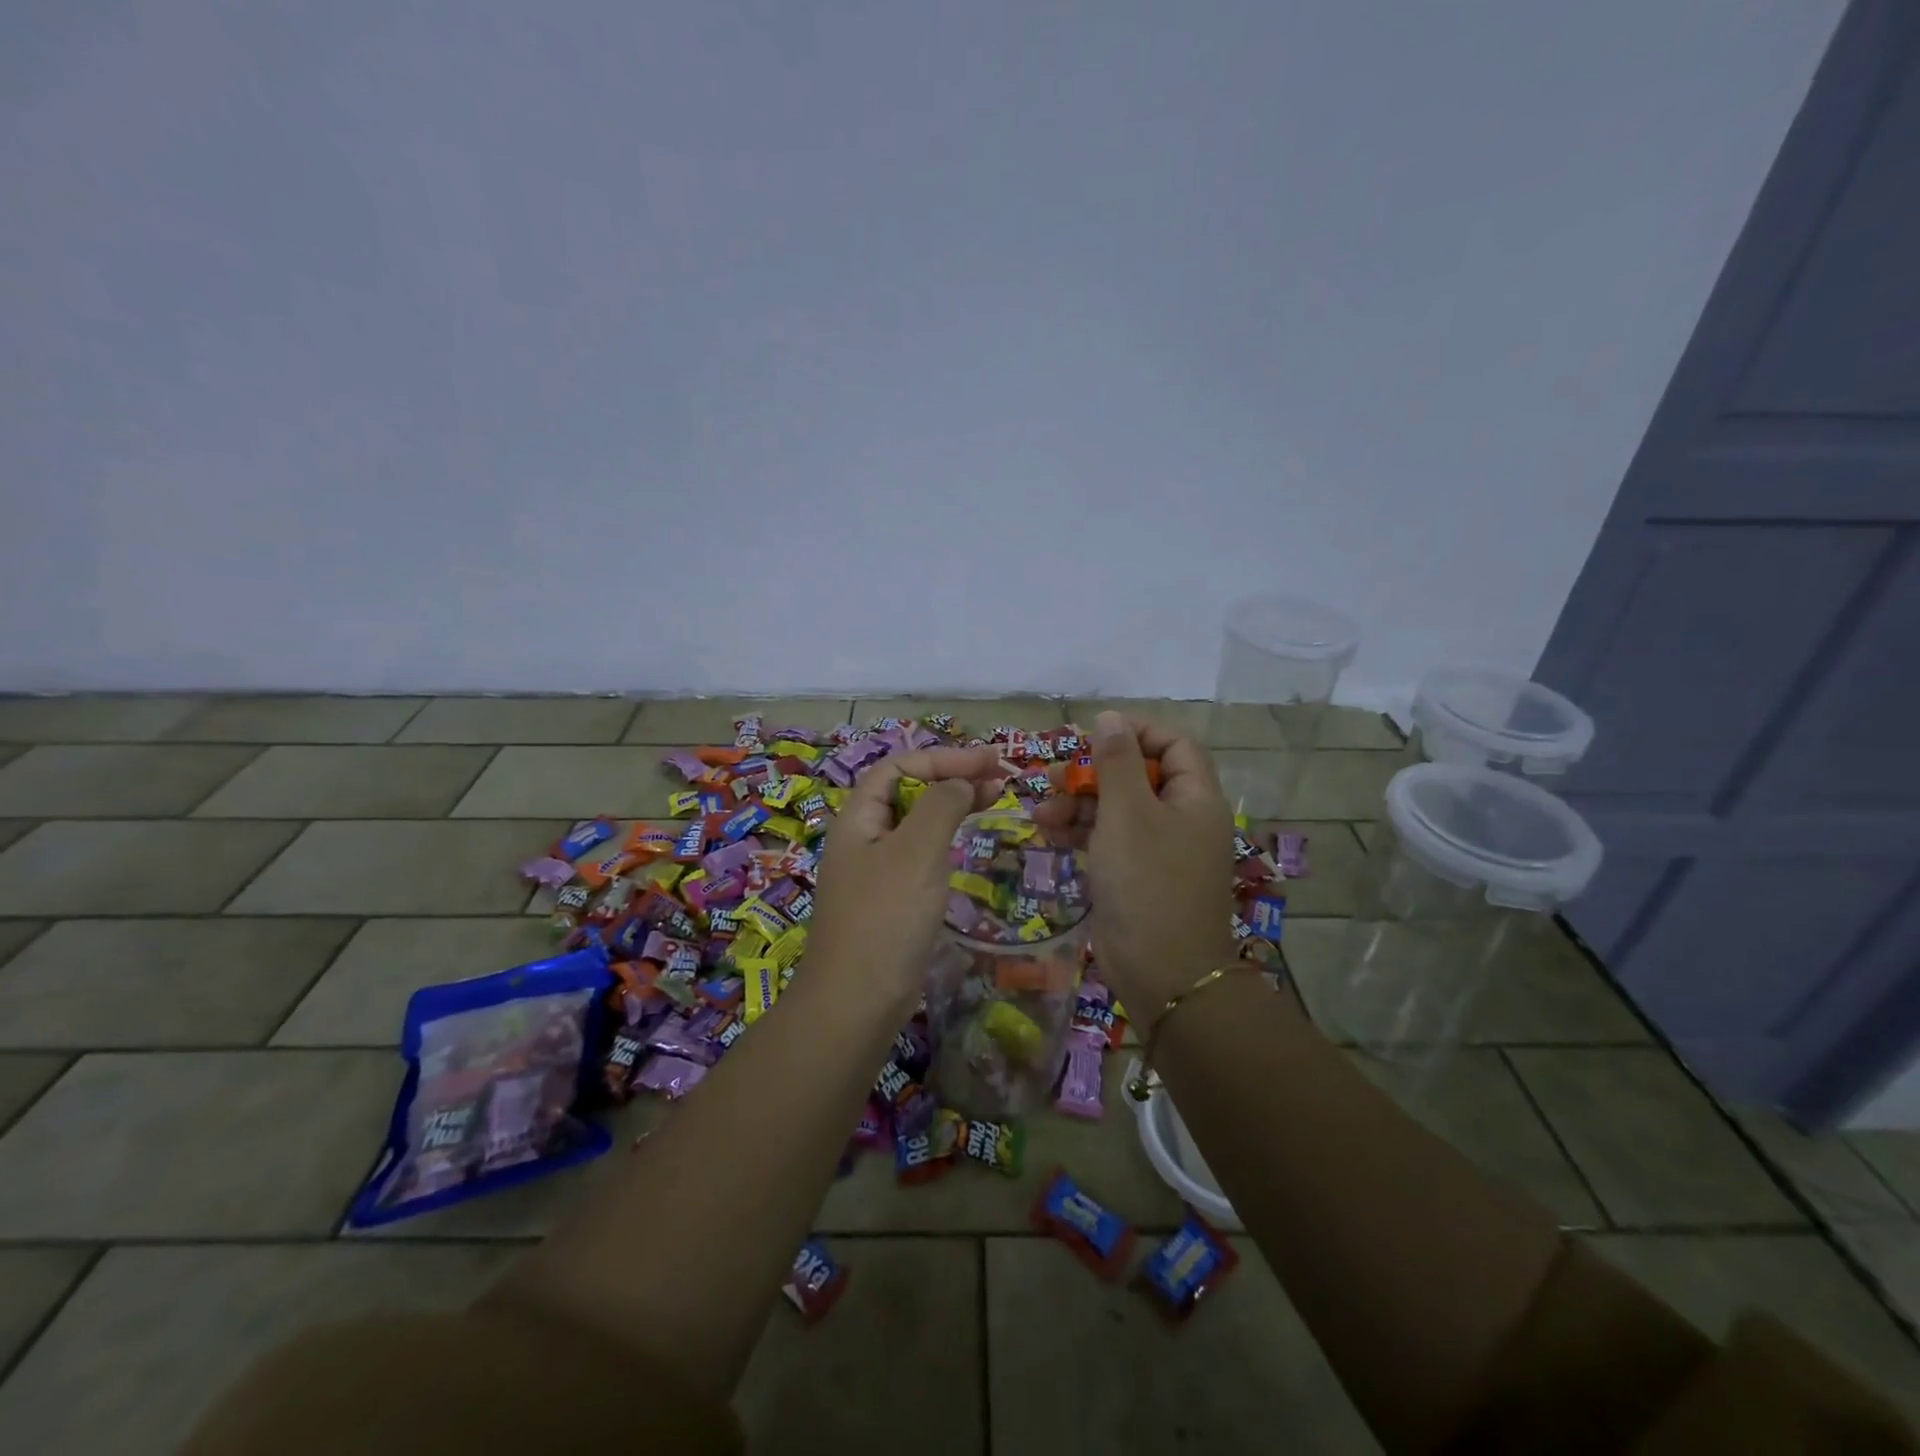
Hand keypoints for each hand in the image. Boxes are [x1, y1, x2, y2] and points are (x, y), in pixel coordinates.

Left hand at [804, 745, 1009, 1013]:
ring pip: (917, 823)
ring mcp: (875, 871)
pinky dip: (947, 839)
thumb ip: (941, 805)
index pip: (899, 766)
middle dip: (951, 776)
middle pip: (908, 791)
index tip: (989, 761)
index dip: (943, 757)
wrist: (857, 1002)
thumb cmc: (886, 917)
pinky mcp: (890, 900)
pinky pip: (920, 854)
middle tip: (1000, 777)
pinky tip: (967, 843)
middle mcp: (863, 838)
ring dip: (953, 805)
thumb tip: (962, 782)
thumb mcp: (917, 851)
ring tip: (994, 799)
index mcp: (858, 818)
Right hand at [1032, 712, 1237, 1010]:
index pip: (1174, 745)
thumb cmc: (1148, 882)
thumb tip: (1111, 717)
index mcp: (1195, 798)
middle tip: (1058, 775)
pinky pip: (1107, 839)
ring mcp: (1157, 849)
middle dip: (1094, 772)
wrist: (1161, 973)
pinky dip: (1080, 831)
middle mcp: (1180, 818)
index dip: (1137, 732)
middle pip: (1138, 775)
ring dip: (1078, 803)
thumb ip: (1117, 762)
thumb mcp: (1127, 814)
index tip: (1095, 732)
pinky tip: (1049, 830)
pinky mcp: (1134, 874)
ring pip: (1117, 808)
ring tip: (1042, 810)